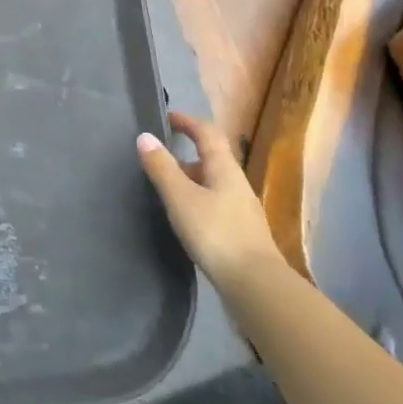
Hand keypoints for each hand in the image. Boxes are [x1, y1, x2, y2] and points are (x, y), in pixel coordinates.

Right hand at [137, 112, 281, 296]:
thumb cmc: (216, 233)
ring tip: (167, 190)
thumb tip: (145, 136)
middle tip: (159, 159)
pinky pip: (217, 203)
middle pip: (212, 157)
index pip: (207, 132)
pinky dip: (198, 200)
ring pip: (213, 182)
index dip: (187, 121)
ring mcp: (242, 209)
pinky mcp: (242, 232)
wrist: (257, 285)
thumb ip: (162, 167)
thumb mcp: (181, 198)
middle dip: (186, 153)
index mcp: (224, 167)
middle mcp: (237, 182)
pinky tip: (187, 218)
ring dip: (191, 179)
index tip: (167, 118)